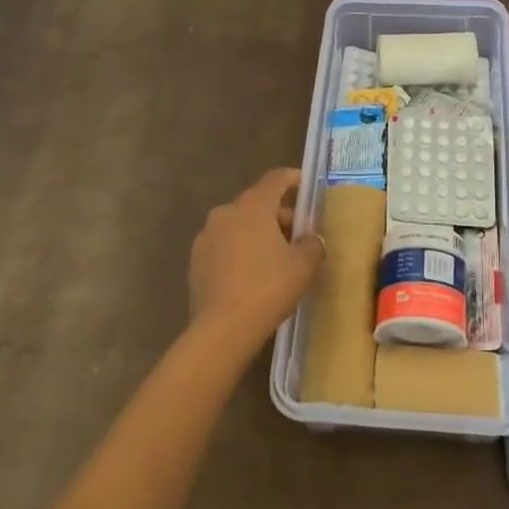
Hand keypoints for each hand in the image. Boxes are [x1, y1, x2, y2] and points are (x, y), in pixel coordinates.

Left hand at [189, 169, 324, 352]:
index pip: (276, 179)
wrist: (222, 330)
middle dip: (279, 215)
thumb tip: (310, 239)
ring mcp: (206, 237)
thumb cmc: (268, 288)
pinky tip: (253, 276)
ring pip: (239, 226)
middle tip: (298, 236)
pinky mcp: (196, 262)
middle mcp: (225, 213)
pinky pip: (224, 247)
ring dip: (258, 234)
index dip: (293, 178)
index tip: (306, 185)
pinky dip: (240, 252)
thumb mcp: (304, 265)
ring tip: (276, 259)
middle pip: (257, 204)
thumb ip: (312, 244)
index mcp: (252, 206)